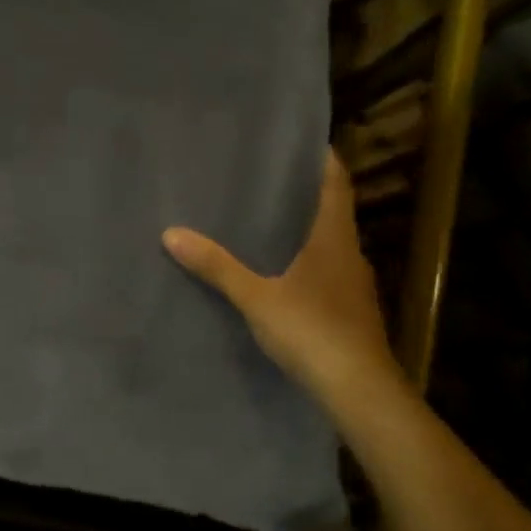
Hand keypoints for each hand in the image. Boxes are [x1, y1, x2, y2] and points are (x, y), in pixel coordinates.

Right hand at [163, 149, 409, 418]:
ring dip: (303, 229)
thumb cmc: (312, 331)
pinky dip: (304, 261)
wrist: (359, 391)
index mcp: (334, 238)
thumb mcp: (257, 297)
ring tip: (264, 219)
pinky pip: (324, 272)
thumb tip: (172, 233)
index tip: (302, 139)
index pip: (336, 183)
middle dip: (304, 192)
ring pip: (328, 244)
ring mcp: (352, 285)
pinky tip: (278, 271)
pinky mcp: (348, 311)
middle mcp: (349, 254)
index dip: (323, 158)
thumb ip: (217, 266)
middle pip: (331, 211)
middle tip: (266, 176)